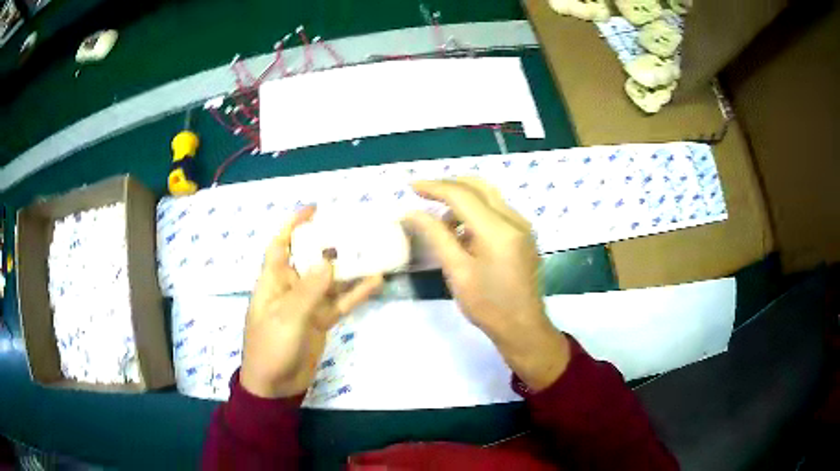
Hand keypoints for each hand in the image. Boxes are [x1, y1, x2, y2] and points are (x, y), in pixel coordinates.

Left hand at [240, 207, 383, 398]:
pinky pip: (340, 302)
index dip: (293, 225)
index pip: (281, 245)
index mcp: (273, 281)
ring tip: (372, 249)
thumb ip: (308, 290)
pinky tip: (376, 281)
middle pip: (310, 258)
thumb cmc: (271, 348)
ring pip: (330, 279)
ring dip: (349, 267)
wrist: (276, 385)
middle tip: (354, 227)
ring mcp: (308, 305)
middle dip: (329, 242)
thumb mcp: (287, 317)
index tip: (314, 209)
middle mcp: (291, 288)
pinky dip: (356, 293)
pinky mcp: (321, 321)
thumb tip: (329, 259)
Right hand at [404, 178, 569, 390]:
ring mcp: (523, 226)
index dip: (434, 187)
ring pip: (489, 196)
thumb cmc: (488, 305)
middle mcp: (514, 219)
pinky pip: (497, 210)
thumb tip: (412, 213)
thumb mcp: (457, 271)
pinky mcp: (524, 235)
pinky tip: (464, 233)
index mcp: (498, 229)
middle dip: (449, 186)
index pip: (462, 194)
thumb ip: (436, 236)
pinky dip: (477, 211)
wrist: (523, 327)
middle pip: (479, 186)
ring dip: (463, 200)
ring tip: (442, 223)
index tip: (411, 187)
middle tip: (424, 195)